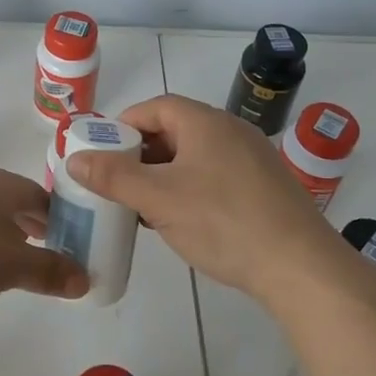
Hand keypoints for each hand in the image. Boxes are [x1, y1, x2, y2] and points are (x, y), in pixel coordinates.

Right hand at [65, 94, 342, 300]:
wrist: (300, 268)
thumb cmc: (223, 222)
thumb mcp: (158, 199)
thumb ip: (113, 177)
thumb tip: (74, 158)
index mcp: (205, 122)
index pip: (155, 107)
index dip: (123, 126)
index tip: (101, 153)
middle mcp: (231, 131)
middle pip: (175, 130)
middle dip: (141, 154)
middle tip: (116, 182)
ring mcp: (252, 159)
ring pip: (195, 157)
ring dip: (164, 175)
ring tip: (142, 205)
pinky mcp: (264, 188)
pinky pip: (215, 177)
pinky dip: (189, 189)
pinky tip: (181, 220)